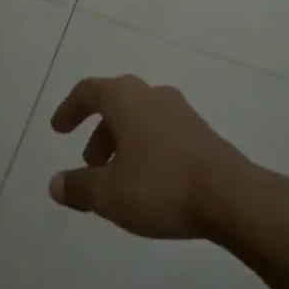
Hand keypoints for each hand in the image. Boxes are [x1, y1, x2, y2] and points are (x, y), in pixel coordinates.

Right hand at [46, 76, 258, 239]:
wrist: (232, 197)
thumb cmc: (161, 186)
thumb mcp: (109, 194)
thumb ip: (79, 187)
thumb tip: (55, 184)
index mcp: (125, 98)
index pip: (88, 91)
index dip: (70, 108)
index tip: (58, 130)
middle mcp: (152, 95)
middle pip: (116, 104)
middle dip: (98, 132)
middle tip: (90, 164)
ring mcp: (181, 112)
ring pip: (140, 119)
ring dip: (122, 143)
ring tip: (118, 180)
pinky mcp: (202, 133)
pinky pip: (162, 132)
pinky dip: (146, 149)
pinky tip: (149, 183)